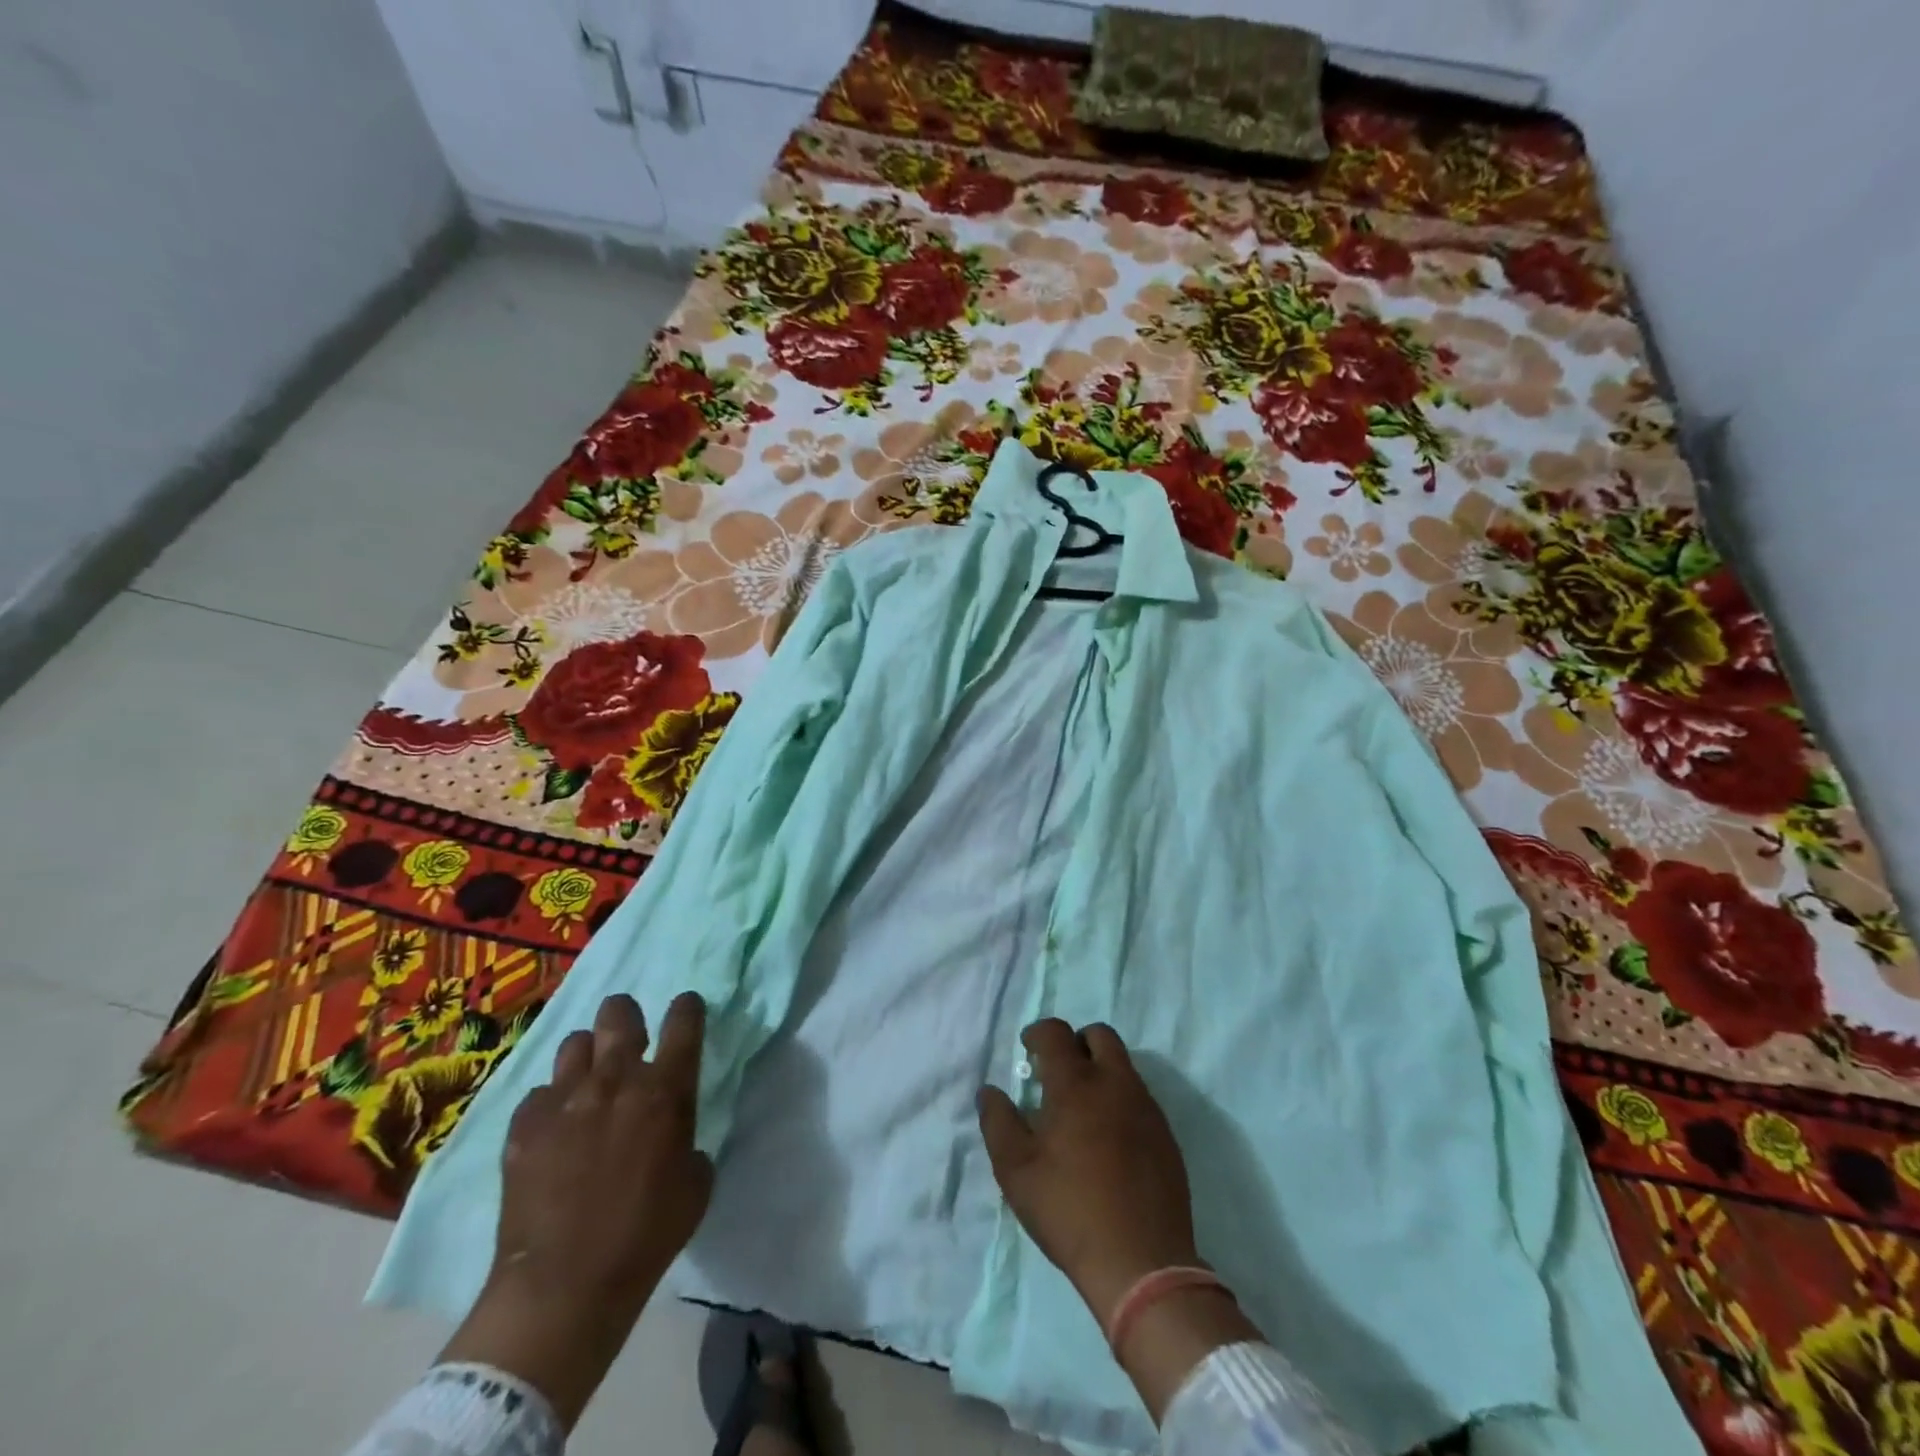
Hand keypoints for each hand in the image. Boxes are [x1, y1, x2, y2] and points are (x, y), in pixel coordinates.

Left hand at [439, 991, 713, 1427]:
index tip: (686, 1009)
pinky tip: (553, 1132)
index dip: (687, 1007)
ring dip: (588, 1057)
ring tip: (588, 1084)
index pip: (684, 1020)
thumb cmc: (646, 1236)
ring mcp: (565, 1098)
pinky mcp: (524, 1124)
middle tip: (629, 1041)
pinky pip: (540, 1093)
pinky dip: (551, 1104)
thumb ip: (688, 1139)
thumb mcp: (696, 1184)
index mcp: (666, 1089)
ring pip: (575, 1043)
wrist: (563, 1287)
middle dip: (626, 1017)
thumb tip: (672, 1131)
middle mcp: (616, 1078)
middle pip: (619, 1012)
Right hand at [977, 1019, 1200, 1327]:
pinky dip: (1120, 1099)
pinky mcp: (1166, 1135)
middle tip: (1058, 1073)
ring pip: (1123, 1064)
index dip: (1038, 1034)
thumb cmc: (1069, 1210)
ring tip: (1082, 1109)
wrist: (1142, 1262)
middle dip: (1075, 1042)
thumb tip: (990, 1091)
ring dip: (1100, 1070)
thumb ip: (998, 1122)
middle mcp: (1115, 1083)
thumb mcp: (1015, 1171)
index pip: (1056, 1033)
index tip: (1028, 1051)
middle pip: (1099, 1035)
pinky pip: (1140, 1096)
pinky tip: (1109, 1138)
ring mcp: (1146, 1107)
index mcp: (1076, 1084)